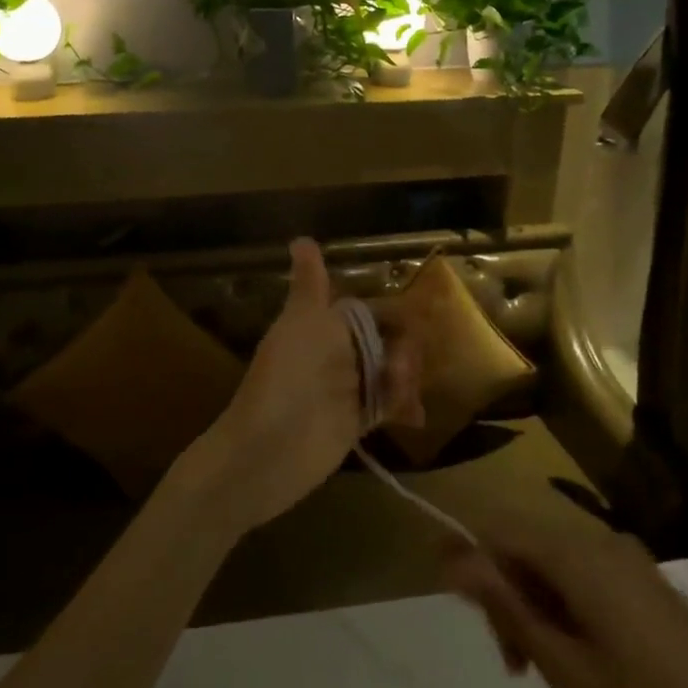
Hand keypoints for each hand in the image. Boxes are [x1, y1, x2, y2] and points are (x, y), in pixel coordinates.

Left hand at [188, 238, 422, 532]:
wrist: (267, 449)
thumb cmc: (287, 378)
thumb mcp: (301, 323)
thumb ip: (310, 285)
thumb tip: (302, 238)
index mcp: (325, 325)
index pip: (372, 310)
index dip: (396, 315)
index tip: (421, 322)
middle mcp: (338, 353)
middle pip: (387, 342)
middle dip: (406, 351)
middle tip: (403, 370)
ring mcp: (347, 389)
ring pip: (391, 373)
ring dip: (406, 379)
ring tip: (404, 397)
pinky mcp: (354, 423)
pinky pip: (387, 406)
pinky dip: (402, 407)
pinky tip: (413, 417)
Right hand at [443, 504, 687, 687]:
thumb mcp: (562, 664)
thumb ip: (505, 602)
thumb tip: (451, 556)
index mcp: (576, 553)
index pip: (498, 531)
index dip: (471, 563)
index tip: (470, 618)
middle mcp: (600, 539)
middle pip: (526, 544)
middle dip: (506, 592)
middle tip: (515, 662)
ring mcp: (629, 559)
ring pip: (555, 561)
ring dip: (535, 603)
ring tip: (544, 666)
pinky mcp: (648, 581)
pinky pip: (586, 573)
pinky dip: (567, 604)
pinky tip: (581, 655)